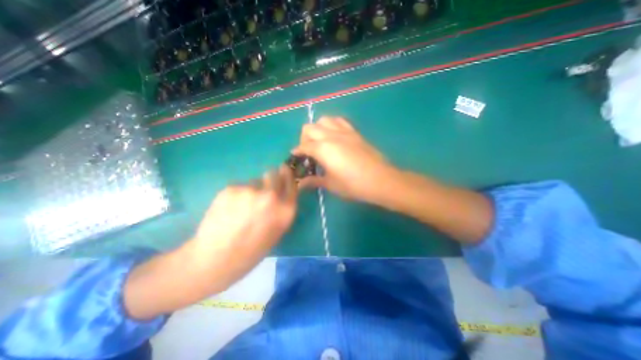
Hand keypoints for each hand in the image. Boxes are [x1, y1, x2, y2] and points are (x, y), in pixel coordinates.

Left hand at [190, 166, 300, 289]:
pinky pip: (239, 186)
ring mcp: (250, 191)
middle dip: (271, 178)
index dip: (287, 175)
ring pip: (254, 181)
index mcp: (285, 210)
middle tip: (262, 190)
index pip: (292, 183)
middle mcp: (271, 196)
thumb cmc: (251, 251)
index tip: (284, 170)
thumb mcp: (277, 231)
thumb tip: (280, 191)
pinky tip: (230, 209)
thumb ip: (282, 209)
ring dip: (252, 190)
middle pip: (274, 174)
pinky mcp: (231, 188)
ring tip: (241, 207)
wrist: (215, 260)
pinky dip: (237, 194)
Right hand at [292, 117, 395, 203]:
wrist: (380, 180)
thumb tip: (300, 184)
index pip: (303, 146)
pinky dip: (332, 125)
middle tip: (309, 152)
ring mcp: (344, 131)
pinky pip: (339, 121)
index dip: (297, 152)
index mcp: (322, 149)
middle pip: (309, 128)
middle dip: (304, 139)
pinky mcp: (354, 132)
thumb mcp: (331, 184)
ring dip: (318, 129)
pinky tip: (335, 137)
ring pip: (324, 120)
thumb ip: (314, 181)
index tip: (295, 158)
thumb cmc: (353, 185)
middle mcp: (330, 135)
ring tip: (321, 143)